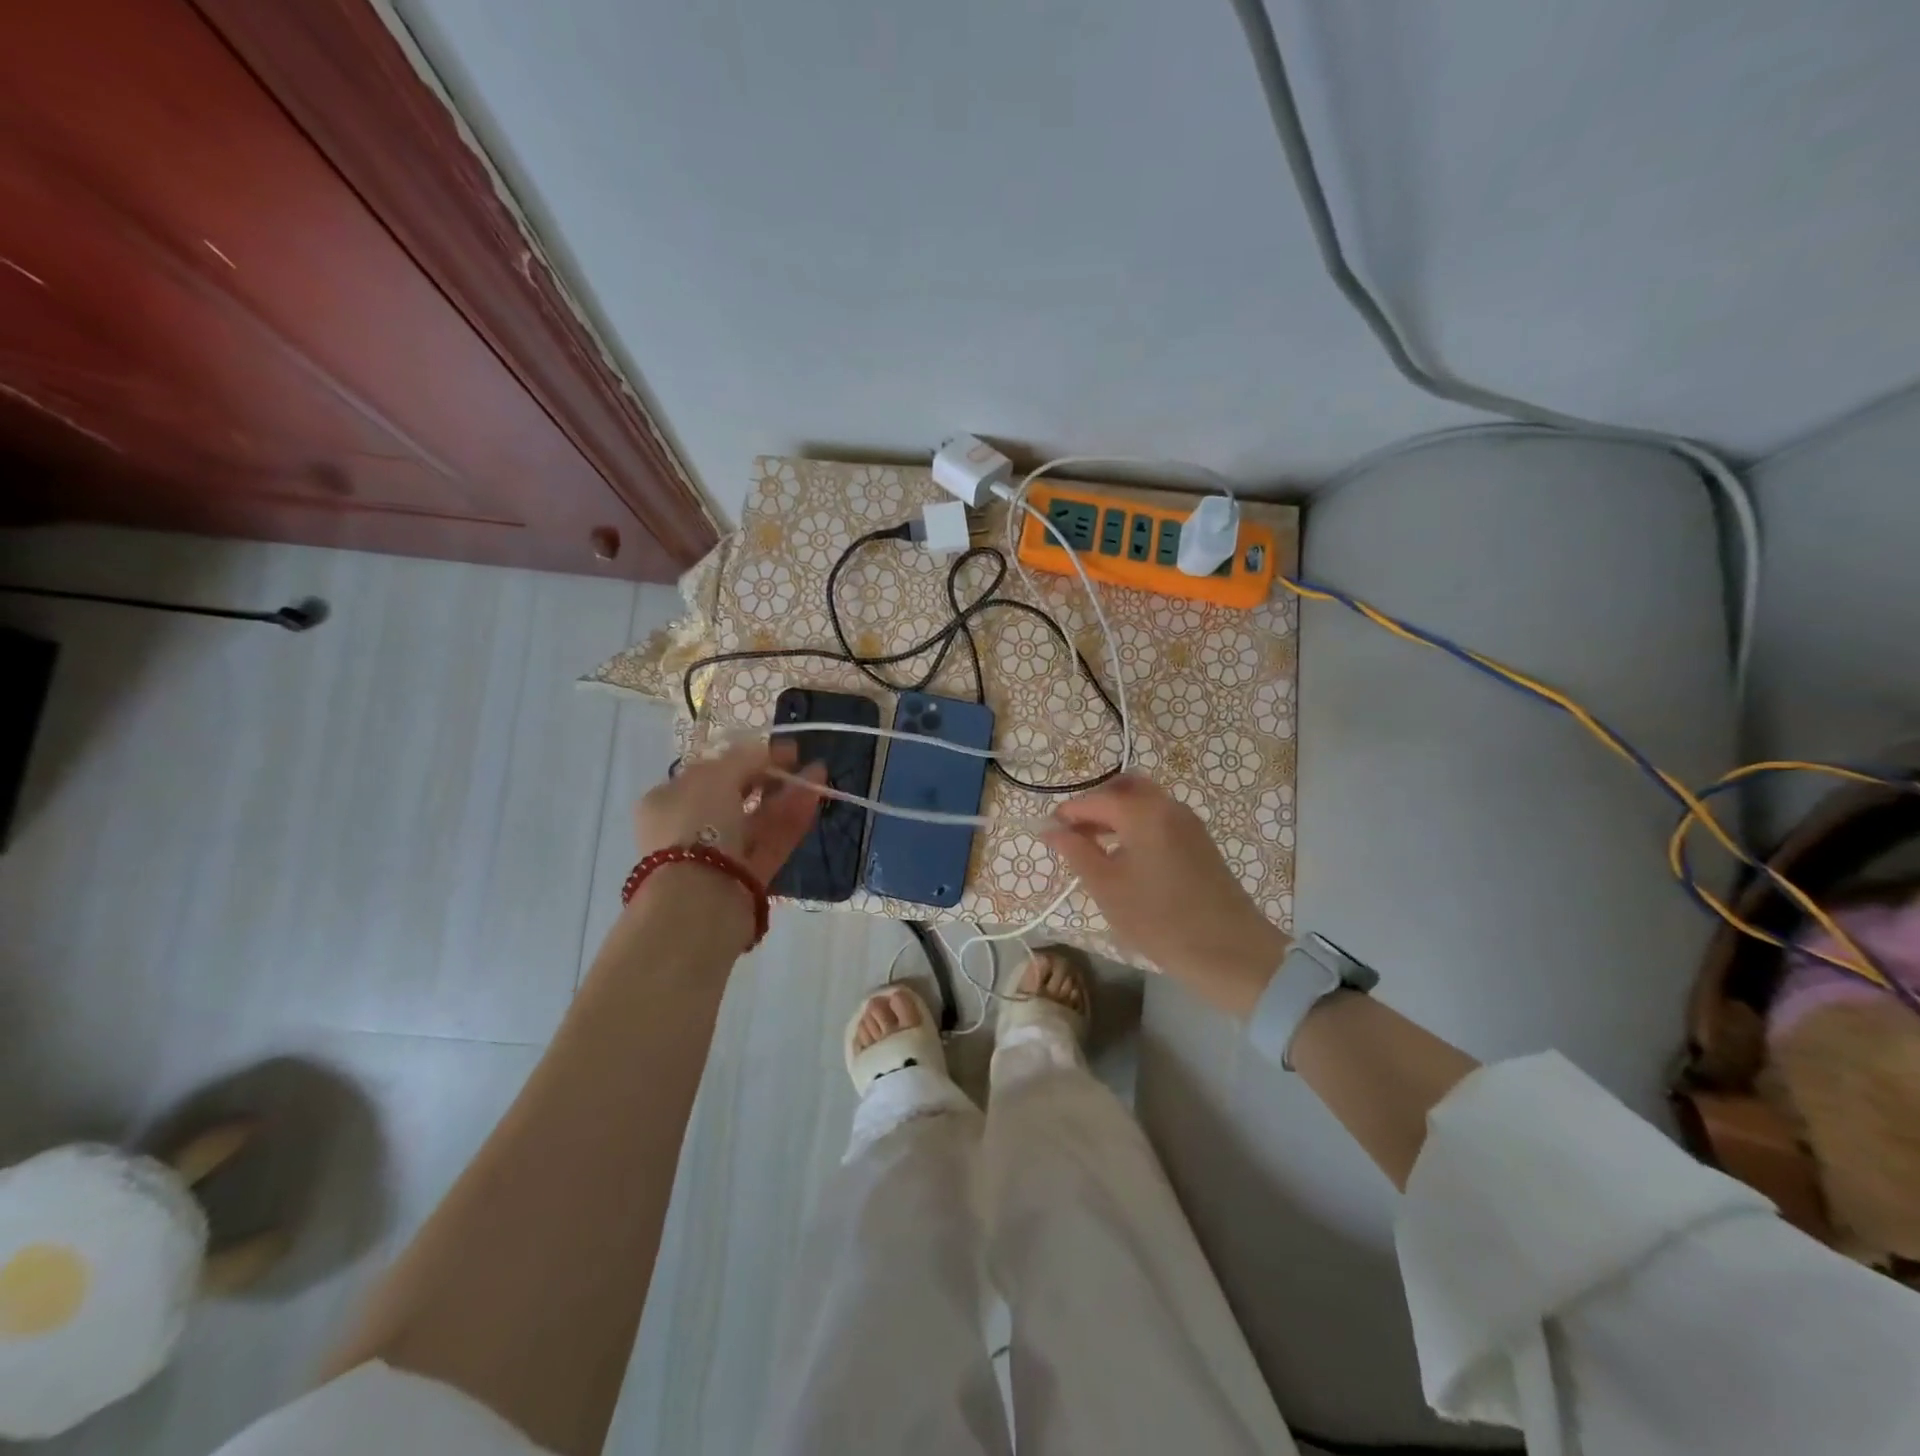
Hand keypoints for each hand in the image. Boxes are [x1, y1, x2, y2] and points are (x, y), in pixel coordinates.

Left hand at [634, 740, 825, 884]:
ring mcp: (721, 854)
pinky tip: (814, 796)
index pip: (710, 772)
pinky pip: (772, 840)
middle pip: (736, 795)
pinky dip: (793, 818)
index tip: (777, 748)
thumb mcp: (716, 777)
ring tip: (819, 772)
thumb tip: (766, 750)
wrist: (700, 899)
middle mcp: (691, 826)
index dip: (745, 756)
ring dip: (787, 793)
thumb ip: (745, 758)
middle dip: (769, 775)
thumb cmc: (696, 826)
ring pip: (758, 818)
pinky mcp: (748, 876)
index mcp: (669, 800)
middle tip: (799, 760)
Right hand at [1042, 774, 1289, 1016]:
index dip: (1067, 813)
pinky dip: (1137, 827)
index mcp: (1143, 812)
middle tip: (1074, 834)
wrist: (1230, 952)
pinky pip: (1160, 819)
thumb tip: (1050, 828)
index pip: (1095, 799)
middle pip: (1125, 788)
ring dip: (1116, 815)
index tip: (1047, 833)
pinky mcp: (1200, 843)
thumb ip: (1075, 851)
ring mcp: (1189, 823)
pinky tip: (1125, 858)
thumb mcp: (1107, 887)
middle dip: (1095, 805)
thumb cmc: (1159, 919)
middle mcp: (1168, 806)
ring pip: (1145, 803)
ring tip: (1094, 849)